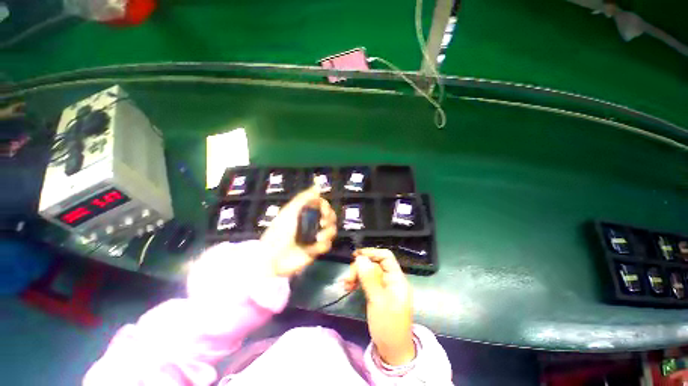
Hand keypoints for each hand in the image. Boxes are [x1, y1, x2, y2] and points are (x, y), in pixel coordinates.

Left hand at [260, 186, 336, 277]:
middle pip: (330, 217)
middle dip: (330, 218)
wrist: (274, 257)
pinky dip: (321, 245)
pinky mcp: (316, 249)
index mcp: (305, 213)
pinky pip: (327, 245)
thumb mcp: (290, 211)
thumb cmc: (280, 231)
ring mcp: (315, 236)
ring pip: (332, 230)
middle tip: (323, 222)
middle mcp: (312, 223)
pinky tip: (312, 248)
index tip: (324, 210)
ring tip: (319, 237)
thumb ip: (304, 198)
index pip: (322, 206)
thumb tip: (317, 186)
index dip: (326, 207)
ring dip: (328, 232)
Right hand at [343, 248, 414, 365]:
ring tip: (346, 285)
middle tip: (347, 279)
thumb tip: (360, 258)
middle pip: (374, 264)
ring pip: (368, 272)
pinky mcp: (377, 293)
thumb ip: (369, 278)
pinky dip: (357, 282)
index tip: (355, 256)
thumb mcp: (378, 301)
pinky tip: (348, 287)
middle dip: (359, 268)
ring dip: (356, 275)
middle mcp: (391, 279)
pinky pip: (366, 281)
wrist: (392, 351)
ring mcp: (384, 286)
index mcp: (397, 279)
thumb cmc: (388, 326)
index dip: (371, 253)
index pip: (385, 256)